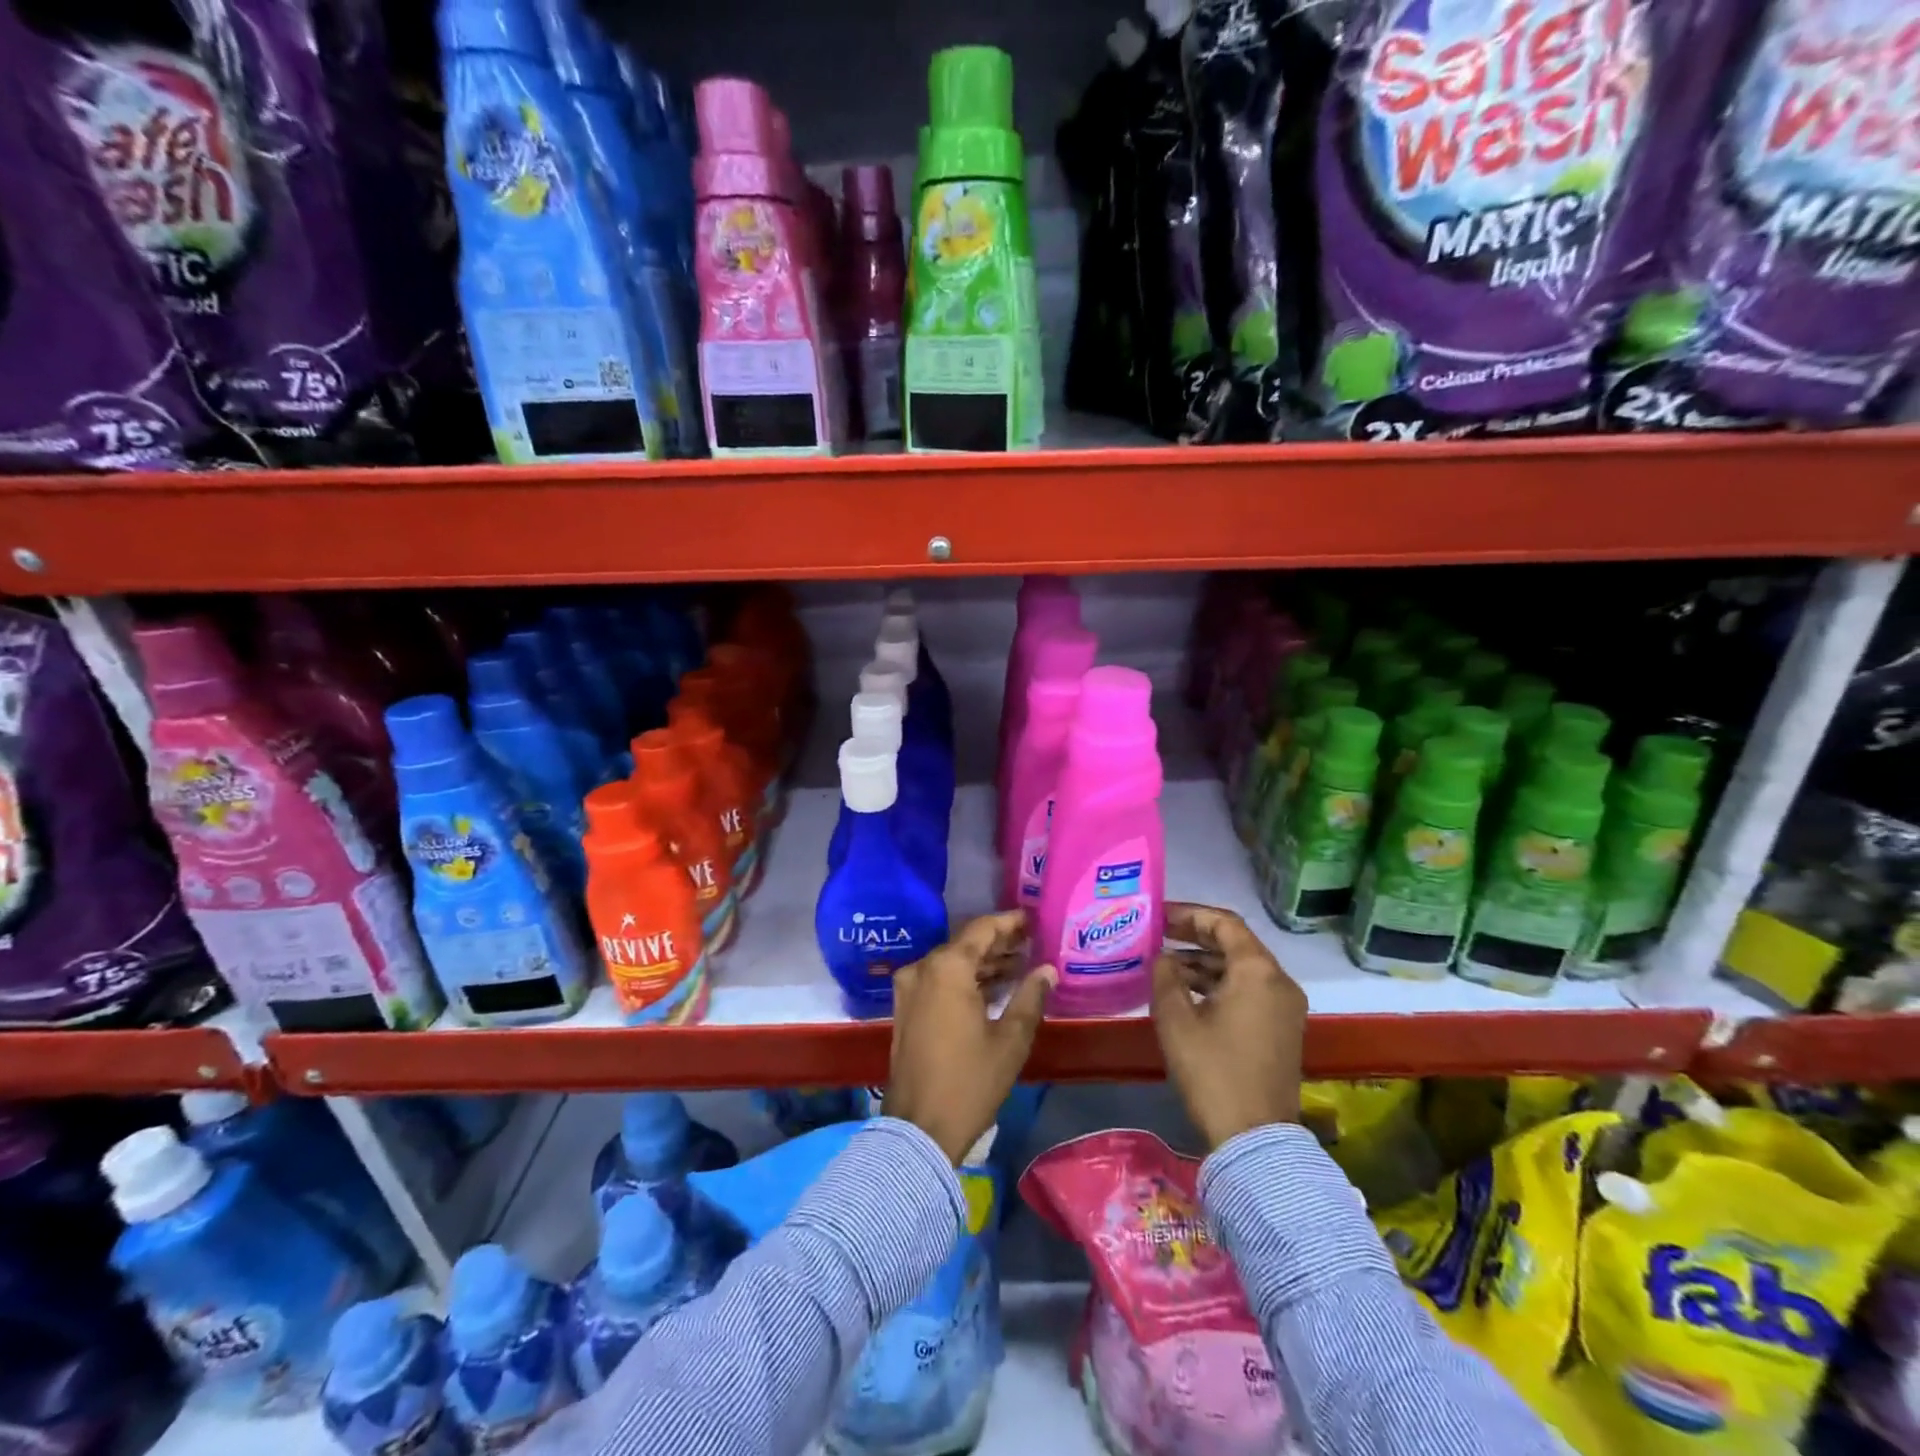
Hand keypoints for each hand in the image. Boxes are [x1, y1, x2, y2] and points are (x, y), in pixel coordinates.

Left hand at [886, 910, 1053, 1163]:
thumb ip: (1030, 997)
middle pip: (965, 944)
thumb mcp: (1010, 1040)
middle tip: (1030, 942)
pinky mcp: (905, 1009)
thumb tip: (1047, 970)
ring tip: (1018, 964)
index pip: (982, 929)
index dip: (1009, 922)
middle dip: (998, 942)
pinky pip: (938, 980)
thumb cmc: (970, 1081)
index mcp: (947, 968)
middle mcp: (923, 969)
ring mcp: (909, 989)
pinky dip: (964, 979)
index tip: (1032, 918)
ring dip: (982, 962)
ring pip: (951, 962)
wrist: (919, 1128)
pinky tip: (991, 987)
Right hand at [1150, 902, 1305, 1149]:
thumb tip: (1163, 958)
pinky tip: (1187, 993)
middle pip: (1235, 943)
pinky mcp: (1281, 1029)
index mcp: (1258, 970)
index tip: (1158, 916)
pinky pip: (1249, 991)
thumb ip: (1165, 976)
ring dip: (1204, 962)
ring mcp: (1285, 1007)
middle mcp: (1279, 981)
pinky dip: (1219, 985)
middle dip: (1194, 936)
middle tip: (1158, 935)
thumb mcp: (1176, 1019)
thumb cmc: (1212, 1070)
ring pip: (1241, 969)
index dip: (1188, 914)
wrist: (1254, 1138)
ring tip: (1165, 965)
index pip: (1224, 923)